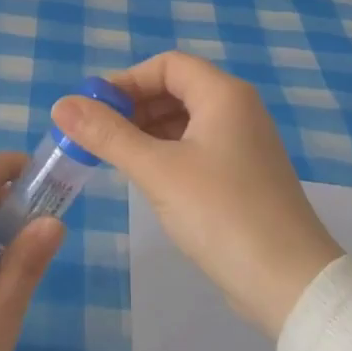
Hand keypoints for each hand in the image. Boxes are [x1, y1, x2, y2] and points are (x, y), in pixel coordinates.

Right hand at [54, 51, 341, 338]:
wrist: (290, 284)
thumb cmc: (221, 213)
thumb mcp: (157, 170)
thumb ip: (108, 135)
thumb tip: (61, 104)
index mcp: (223, 95)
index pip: (167, 65)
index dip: (127, 81)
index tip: (93, 109)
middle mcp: (238, 110)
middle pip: (176, 89)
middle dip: (134, 107)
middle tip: (97, 136)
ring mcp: (244, 144)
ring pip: (185, 121)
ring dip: (147, 132)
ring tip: (114, 157)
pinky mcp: (244, 175)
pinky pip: (197, 148)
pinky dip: (167, 153)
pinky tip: (147, 177)